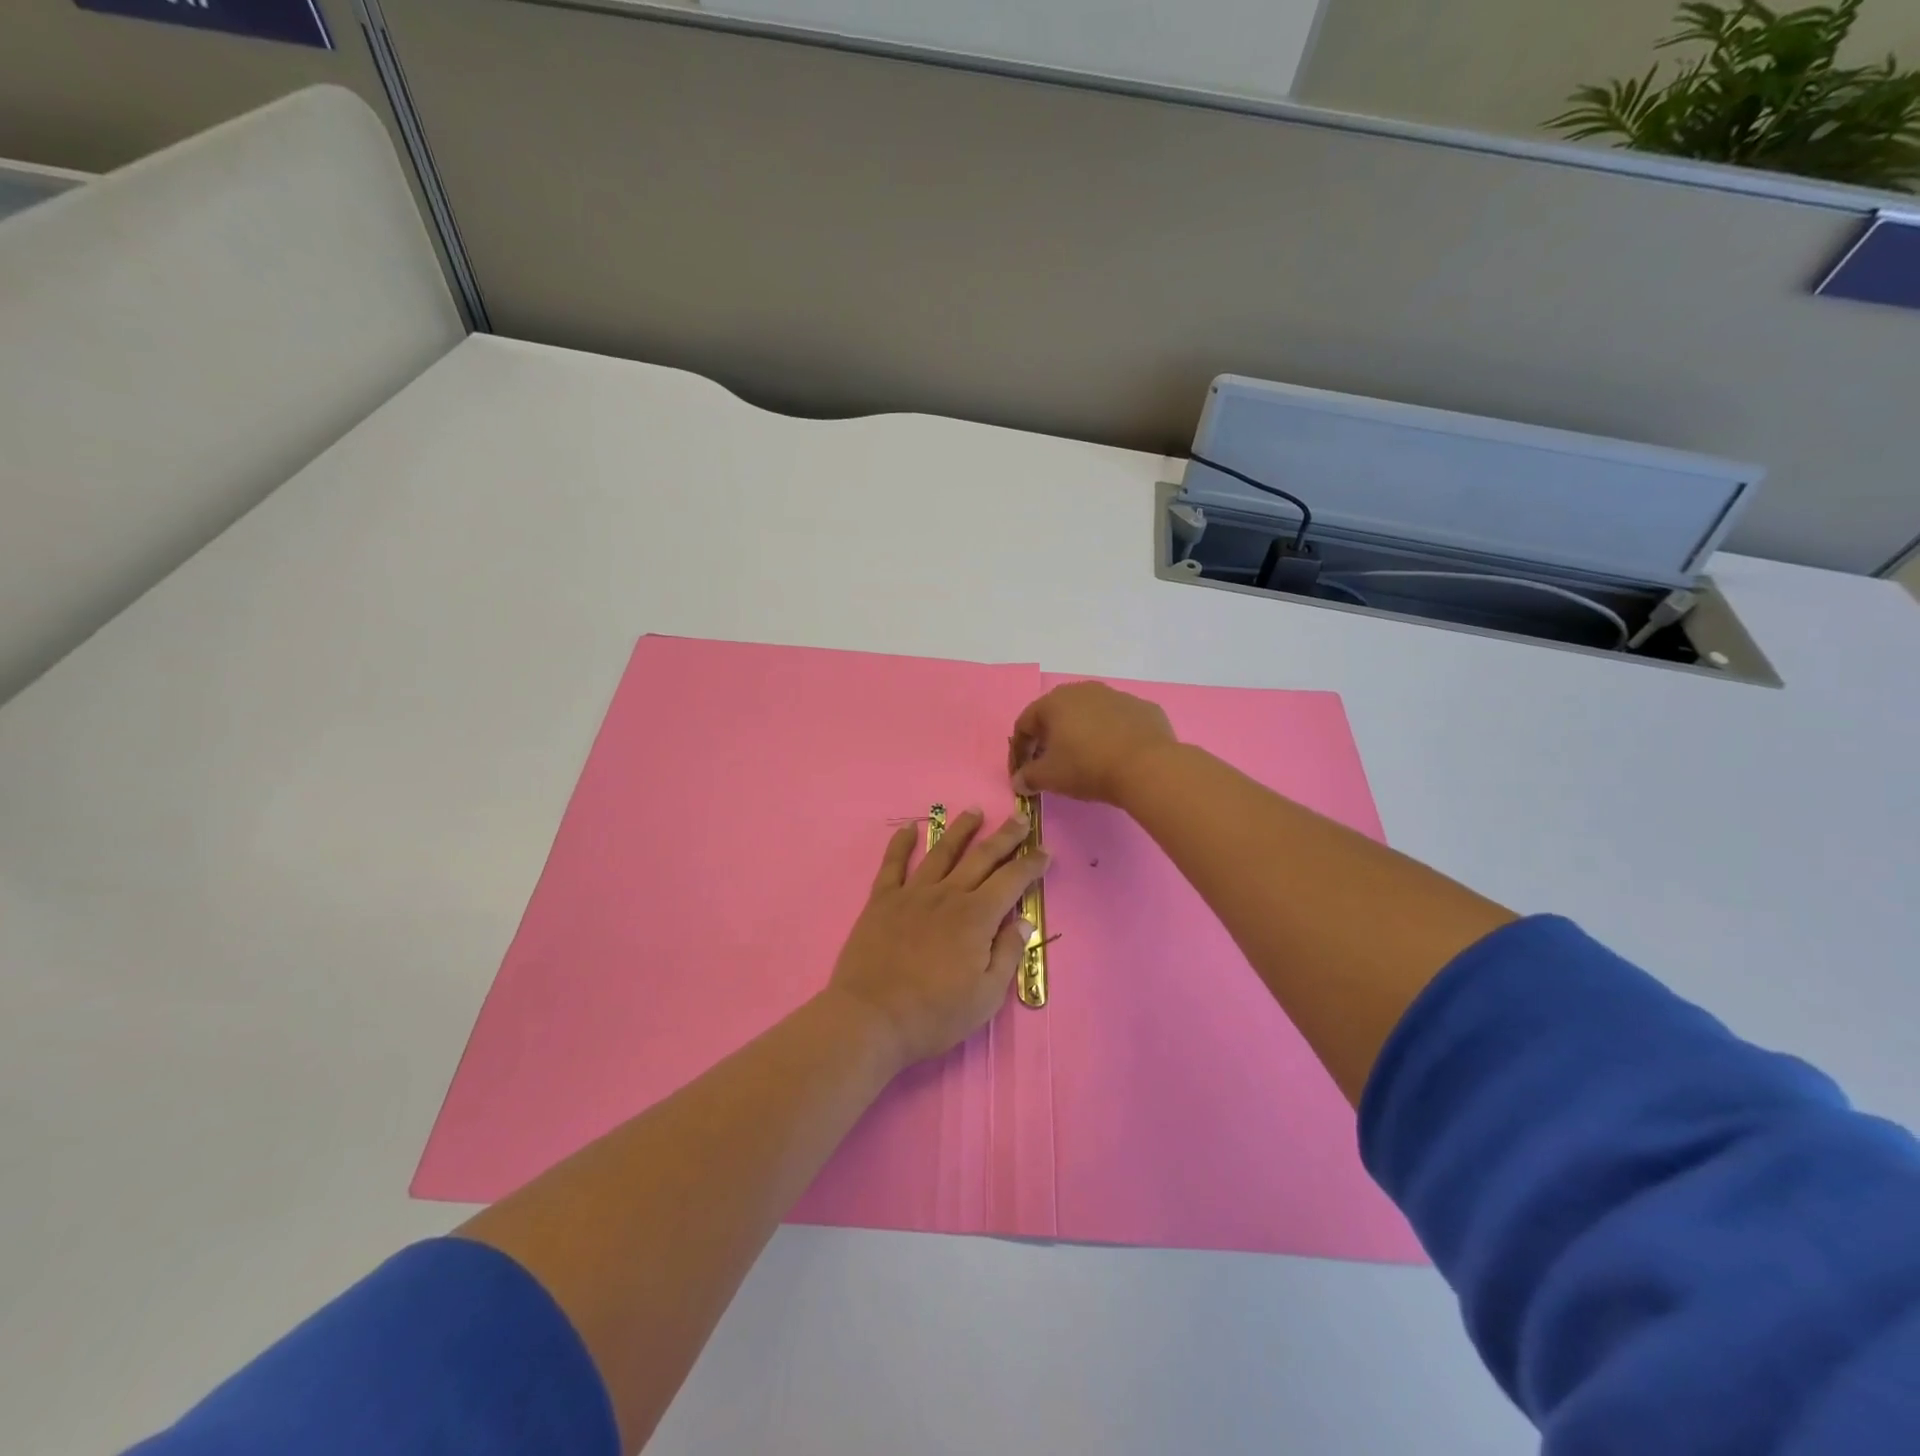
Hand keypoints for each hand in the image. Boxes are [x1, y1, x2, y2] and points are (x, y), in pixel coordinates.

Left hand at [826, 809, 1049, 1069]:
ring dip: (960, 830)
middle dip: (1005, 837)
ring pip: (941, 852)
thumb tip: (1024, 921)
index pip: (1012, 881)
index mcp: (976, 917)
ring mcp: (912, 894)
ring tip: (974, 811)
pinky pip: (892, 864)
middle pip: (982, 857)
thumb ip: (1008, 954)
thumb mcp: (986, 996)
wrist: (871, 1018)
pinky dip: (901, 843)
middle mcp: (948, 895)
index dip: (1031, 864)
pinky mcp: (882, 900)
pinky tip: (910, 828)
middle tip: (1020, 817)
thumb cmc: (934, 1015)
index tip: (1045, 851)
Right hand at [1009, 681, 1176, 803]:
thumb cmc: (1088, 766)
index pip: (1025, 724)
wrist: (1147, 767)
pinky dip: (1112, 735)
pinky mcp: (1143, 708)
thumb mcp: (1049, 777)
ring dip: (1082, 734)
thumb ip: (1028, 777)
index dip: (1019, 750)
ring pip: (1089, 714)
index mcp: (1054, 702)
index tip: (1022, 773)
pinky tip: (1116, 756)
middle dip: (1049, 738)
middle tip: (1050, 763)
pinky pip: (1119, 721)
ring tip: (1085, 759)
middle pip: (1057, 714)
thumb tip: (1019, 781)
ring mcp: (1116, 696)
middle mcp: (1083, 690)